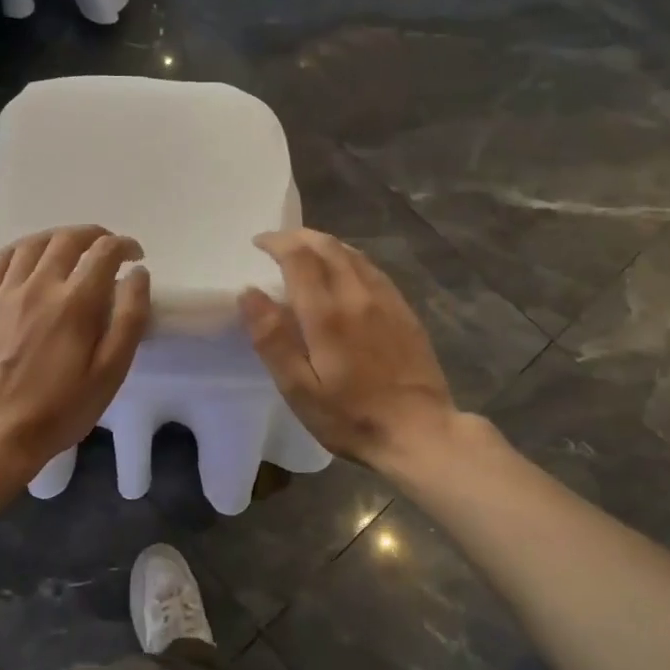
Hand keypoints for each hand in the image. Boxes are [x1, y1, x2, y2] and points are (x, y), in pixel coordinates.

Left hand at [0, 226, 150, 473]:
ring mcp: (3, 293)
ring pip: (32, 244)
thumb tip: (137, 274)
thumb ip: (130, 319)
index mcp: (76, 303)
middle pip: (68, 239)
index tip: (134, 256)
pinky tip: (28, 257)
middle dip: (94, 235)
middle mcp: (39, 286)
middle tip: (106, 247)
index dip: (125, 246)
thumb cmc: (61, 409)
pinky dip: (19, 249)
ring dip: (58, 238)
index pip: (105, 252)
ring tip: (70, 248)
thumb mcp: (110, 372)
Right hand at [239, 228, 459, 470]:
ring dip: (325, 244)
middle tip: (278, 243)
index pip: (299, 257)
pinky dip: (349, 258)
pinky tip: (344, 271)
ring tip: (305, 251)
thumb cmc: (351, 417)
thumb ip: (272, 339)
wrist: (420, 432)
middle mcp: (357, 295)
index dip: (277, 243)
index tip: (259, 243)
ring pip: (352, 254)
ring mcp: (386, 300)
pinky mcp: (404, 310)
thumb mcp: (299, 389)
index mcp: (327, 314)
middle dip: (299, 237)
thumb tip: (248, 293)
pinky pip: (372, 269)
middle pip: (327, 246)